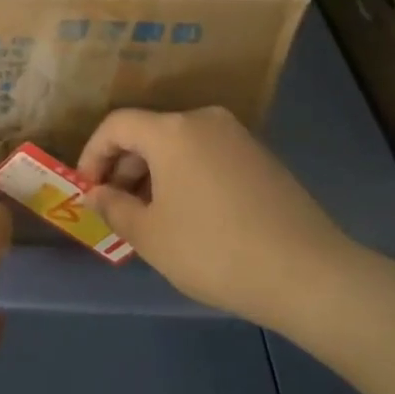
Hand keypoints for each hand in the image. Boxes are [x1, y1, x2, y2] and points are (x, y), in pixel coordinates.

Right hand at [78, 106, 377, 331]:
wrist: (306, 272)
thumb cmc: (213, 250)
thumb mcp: (150, 235)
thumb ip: (114, 207)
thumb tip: (97, 193)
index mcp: (172, 131)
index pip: (116, 125)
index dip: (92, 154)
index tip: (88, 190)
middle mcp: (205, 120)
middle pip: (149, 132)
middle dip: (124, 167)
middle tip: (115, 208)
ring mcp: (238, 137)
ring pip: (180, 145)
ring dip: (155, 174)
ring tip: (150, 217)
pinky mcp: (262, 157)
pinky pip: (208, 156)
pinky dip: (186, 176)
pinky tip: (189, 215)